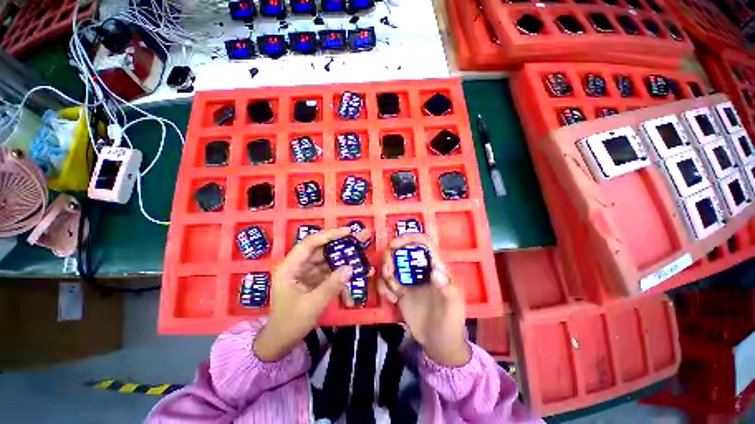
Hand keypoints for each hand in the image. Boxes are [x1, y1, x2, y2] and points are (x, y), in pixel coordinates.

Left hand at [255, 226, 372, 361]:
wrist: (280, 343)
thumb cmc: (289, 324)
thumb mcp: (312, 305)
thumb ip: (332, 286)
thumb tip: (350, 268)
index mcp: (290, 267)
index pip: (310, 243)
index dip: (330, 235)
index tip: (348, 231)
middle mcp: (298, 265)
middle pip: (322, 250)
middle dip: (342, 246)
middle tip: (362, 238)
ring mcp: (307, 273)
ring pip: (328, 262)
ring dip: (345, 263)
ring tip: (363, 261)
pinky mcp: (314, 281)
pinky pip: (329, 275)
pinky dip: (341, 280)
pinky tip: (351, 289)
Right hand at [378, 234, 469, 366]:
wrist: (439, 342)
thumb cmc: (451, 321)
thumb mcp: (454, 305)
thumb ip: (447, 288)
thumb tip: (435, 271)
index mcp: (434, 266)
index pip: (423, 243)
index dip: (410, 238)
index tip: (394, 244)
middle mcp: (419, 269)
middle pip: (401, 251)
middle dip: (390, 257)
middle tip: (389, 272)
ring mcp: (407, 280)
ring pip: (390, 264)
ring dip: (385, 274)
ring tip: (392, 291)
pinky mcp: (398, 291)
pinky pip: (385, 282)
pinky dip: (383, 288)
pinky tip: (391, 300)